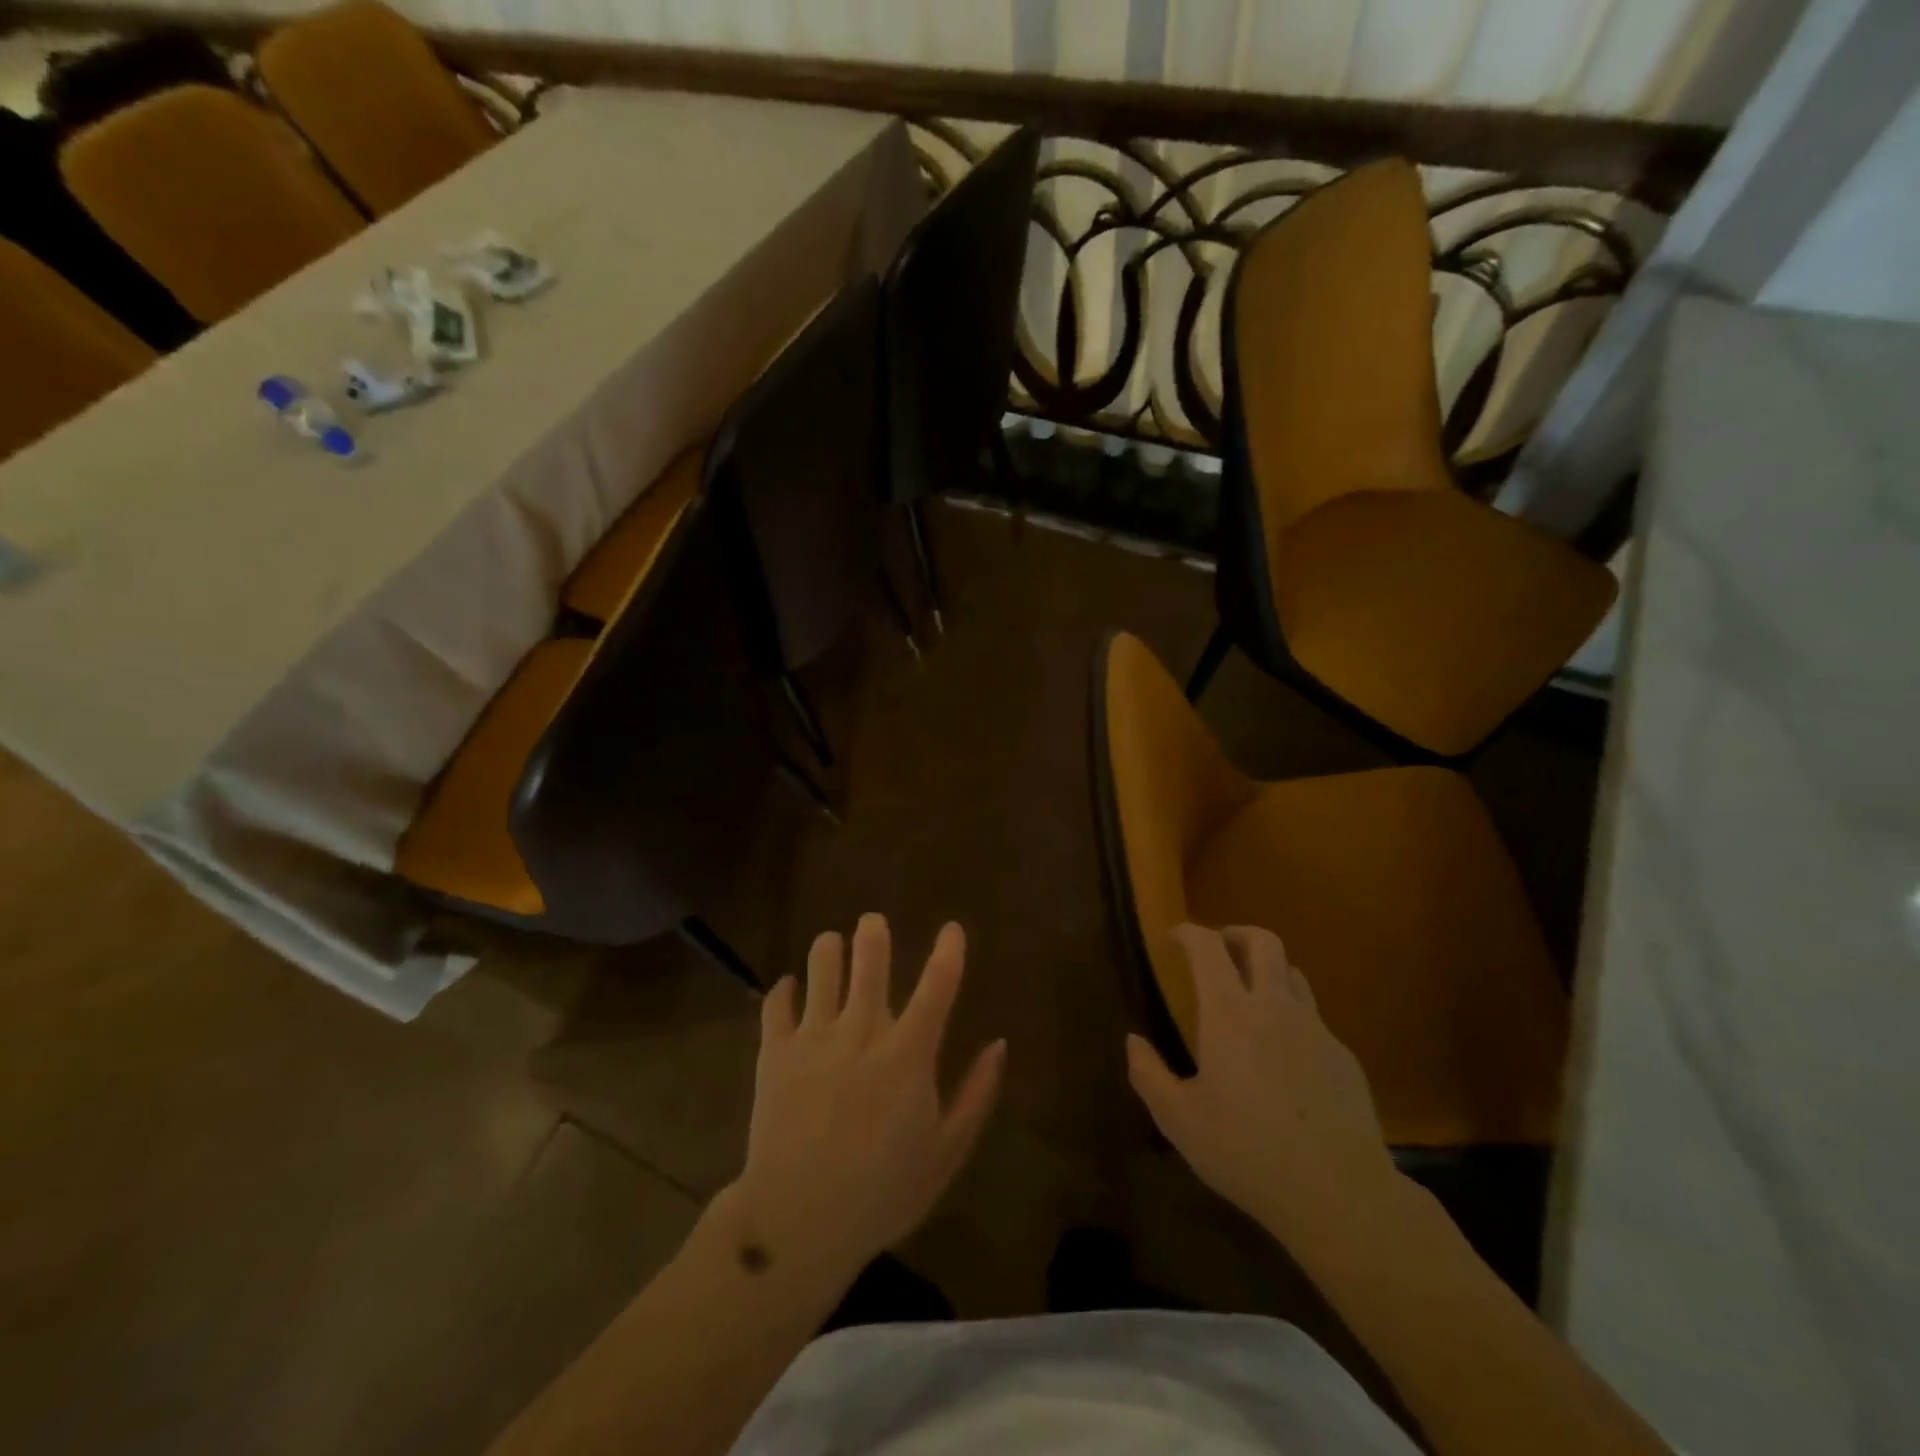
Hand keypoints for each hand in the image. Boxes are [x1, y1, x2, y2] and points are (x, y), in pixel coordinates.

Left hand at [729, 914, 1005, 1288]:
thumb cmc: (882, 1192)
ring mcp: (814, 1037)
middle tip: (872, 922)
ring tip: (831, 944)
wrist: (797, 1221)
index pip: (937, 986)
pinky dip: (784, 990)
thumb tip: (999, 1045)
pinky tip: (789, 988)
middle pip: (869, 960)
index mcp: (907, 1053)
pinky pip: (777, 1003)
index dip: (949, 951)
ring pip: (821, 968)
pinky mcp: (775, 1051)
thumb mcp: (945, 1152)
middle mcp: (861, 1031)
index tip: (952, 928)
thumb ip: (976, 1095)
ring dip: (828, 950)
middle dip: (873, 933)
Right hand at [1127, 925, 1398, 1239]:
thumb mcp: (1180, 1121)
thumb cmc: (1248, 1153)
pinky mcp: (1344, 1056)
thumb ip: (1149, 1075)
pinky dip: (1291, 1016)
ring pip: (1293, 974)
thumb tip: (1133, 1040)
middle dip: (1236, 934)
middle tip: (1217, 949)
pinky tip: (1283, 1056)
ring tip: (1250, 995)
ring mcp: (1316, 1029)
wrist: (1341, 1195)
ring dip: (1267, 971)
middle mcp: (1275, 1007)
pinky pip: (1313, 1017)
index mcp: (1229, 1014)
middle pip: (1263, 941)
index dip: (1189, 932)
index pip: (1209, 947)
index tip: (1173, 938)